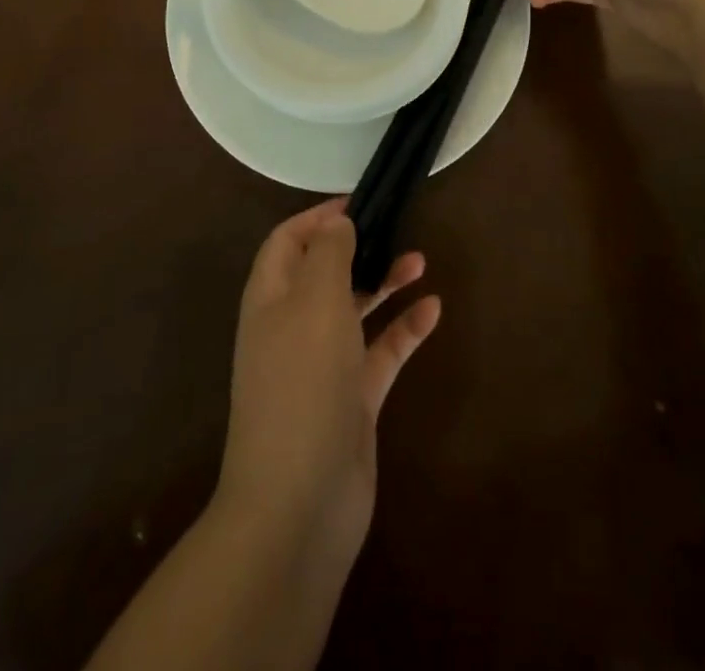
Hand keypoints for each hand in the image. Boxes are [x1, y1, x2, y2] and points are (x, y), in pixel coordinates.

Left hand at [215, 198, 440, 575]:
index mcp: (271, 299)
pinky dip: (404, 330)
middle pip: (324, 273)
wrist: (299, 503)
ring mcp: (322, 367)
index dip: (318, 217)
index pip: (287, 242)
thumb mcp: (315, 301)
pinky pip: (380, 353)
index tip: (360, 202)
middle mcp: (292, 328)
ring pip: (355, 310)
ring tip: (421, 260)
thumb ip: (329, 254)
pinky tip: (433, 311)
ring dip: (384, 283)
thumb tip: (337, 222)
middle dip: (358, 247)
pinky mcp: (352, 401)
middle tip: (396, 228)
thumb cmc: (302, 383)